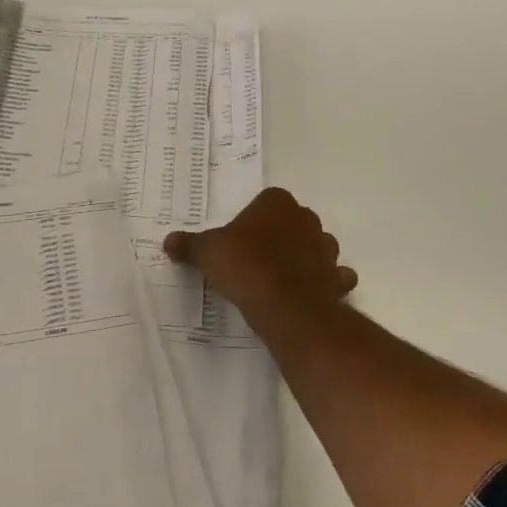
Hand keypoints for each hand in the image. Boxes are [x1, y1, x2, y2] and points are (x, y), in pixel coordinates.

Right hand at [163, 188, 356, 321]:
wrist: (285, 305)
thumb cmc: (245, 265)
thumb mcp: (208, 253)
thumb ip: (190, 245)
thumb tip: (168, 241)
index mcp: (277, 202)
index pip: (267, 200)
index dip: (255, 219)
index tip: (241, 239)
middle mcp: (307, 219)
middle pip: (294, 222)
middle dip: (281, 236)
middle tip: (257, 258)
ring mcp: (327, 249)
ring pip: (317, 247)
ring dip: (305, 258)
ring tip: (281, 278)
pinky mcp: (337, 279)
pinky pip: (334, 277)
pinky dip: (326, 283)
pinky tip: (307, 294)